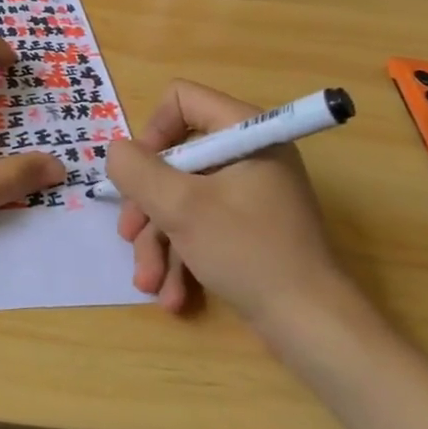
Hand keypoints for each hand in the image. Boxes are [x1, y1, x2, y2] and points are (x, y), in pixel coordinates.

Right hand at [104, 81, 351, 324]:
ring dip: (158, 241)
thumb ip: (138, 171)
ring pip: (182, 199)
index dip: (152, 133)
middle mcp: (249, 154)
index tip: (139, 175)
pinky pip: (201, 226)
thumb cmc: (248, 253)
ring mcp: (249, 193)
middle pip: (175, 158)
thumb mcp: (182, 208)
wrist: (312, 327)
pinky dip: (182, 257)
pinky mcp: (248, 229)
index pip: (182, 100)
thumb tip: (115, 151)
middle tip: (130, 236)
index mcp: (246, 133)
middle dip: (147, 205)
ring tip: (149, 283)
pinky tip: (173, 296)